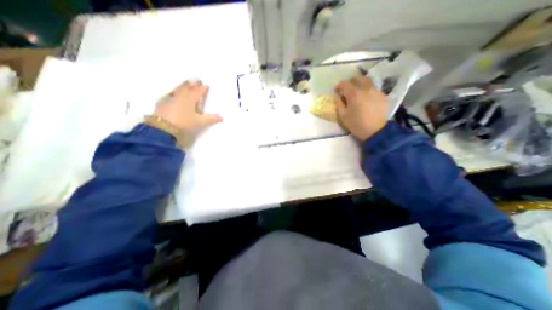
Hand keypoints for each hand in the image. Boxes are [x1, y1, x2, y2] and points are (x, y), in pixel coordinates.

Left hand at [153, 81, 221, 144]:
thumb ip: (211, 119)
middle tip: (197, 80)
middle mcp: (180, 96)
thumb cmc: (184, 123)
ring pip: (178, 89)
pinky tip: (174, 93)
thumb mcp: (200, 122)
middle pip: (187, 87)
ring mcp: (170, 98)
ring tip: (187, 83)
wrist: (162, 128)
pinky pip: (170, 94)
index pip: (198, 91)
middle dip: (193, 83)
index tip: (206, 85)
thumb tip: (222, 117)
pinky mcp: (162, 103)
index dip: (203, 88)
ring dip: (183, 85)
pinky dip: (174, 92)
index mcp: (190, 99)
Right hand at [334, 75, 389, 139]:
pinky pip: (374, 88)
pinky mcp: (383, 95)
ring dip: (361, 83)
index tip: (336, 89)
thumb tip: (337, 96)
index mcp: (354, 94)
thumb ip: (338, 104)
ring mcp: (376, 91)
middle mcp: (366, 88)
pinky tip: (367, 97)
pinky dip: (368, 90)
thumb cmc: (356, 124)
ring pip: (368, 81)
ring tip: (358, 90)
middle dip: (351, 80)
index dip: (339, 85)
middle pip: (358, 78)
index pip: (345, 83)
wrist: (375, 130)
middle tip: (347, 87)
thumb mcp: (342, 116)